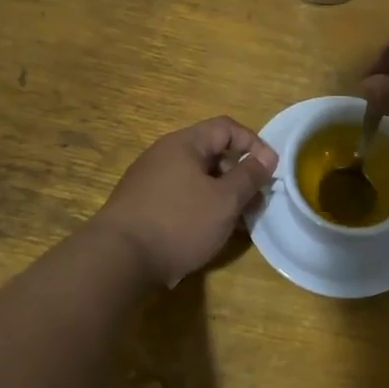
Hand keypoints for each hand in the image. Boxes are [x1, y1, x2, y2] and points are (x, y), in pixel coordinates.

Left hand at [91, 117, 277, 288]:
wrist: (118, 260)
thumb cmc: (178, 222)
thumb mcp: (224, 200)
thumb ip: (249, 176)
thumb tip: (266, 157)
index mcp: (184, 144)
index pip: (226, 128)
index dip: (254, 143)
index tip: (270, 171)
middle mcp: (163, 155)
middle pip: (211, 153)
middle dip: (239, 175)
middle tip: (256, 202)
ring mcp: (149, 181)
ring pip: (196, 179)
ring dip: (222, 195)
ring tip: (237, 223)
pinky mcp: (141, 206)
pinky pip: (180, 197)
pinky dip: (200, 208)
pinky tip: (208, 233)